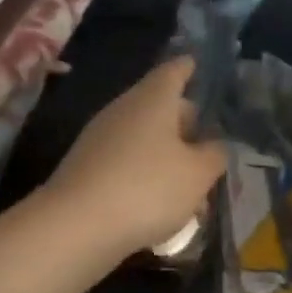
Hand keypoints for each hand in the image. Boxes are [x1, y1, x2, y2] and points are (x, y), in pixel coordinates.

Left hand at [45, 57, 227, 257]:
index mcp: (152, 99)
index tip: (198, 66)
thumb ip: (214, 154)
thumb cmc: (147, 188)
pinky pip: (125, 163)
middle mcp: (122, 110)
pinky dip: (145, 176)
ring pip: (143, 139)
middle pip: (159, 106)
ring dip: (167, 158)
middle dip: (185, 124)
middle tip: (208, 147)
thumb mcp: (198, 174)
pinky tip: (160, 206)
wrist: (77, 225)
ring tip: (191, 190)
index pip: (174, 70)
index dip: (189, 68)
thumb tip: (213, 144)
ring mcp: (99, 139)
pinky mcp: (87, 168)